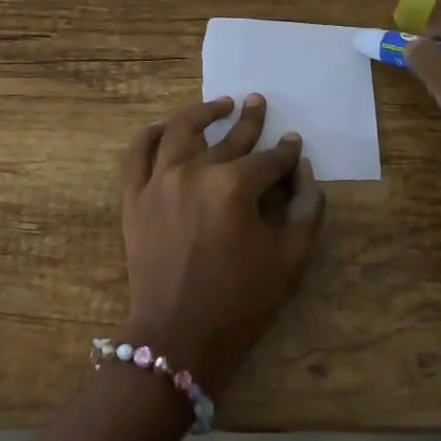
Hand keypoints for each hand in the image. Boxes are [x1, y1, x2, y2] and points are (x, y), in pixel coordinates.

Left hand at [118, 94, 325, 393]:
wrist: (179, 338)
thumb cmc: (241, 302)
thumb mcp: (291, 260)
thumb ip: (307, 209)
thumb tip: (304, 170)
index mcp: (234, 186)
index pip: (268, 160)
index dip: (285, 153)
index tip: (293, 144)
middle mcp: (194, 172)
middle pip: (227, 138)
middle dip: (249, 120)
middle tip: (258, 102)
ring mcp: (158, 181)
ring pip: (179, 131)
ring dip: (202, 113)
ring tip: (219, 104)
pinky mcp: (134, 197)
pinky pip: (137, 153)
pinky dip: (151, 134)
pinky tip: (165, 127)